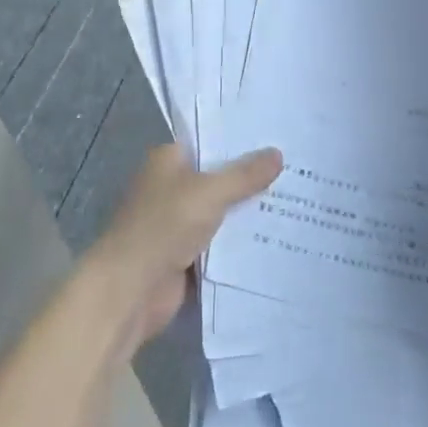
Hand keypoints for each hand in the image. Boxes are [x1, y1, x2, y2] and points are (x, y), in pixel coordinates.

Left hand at [84, 143, 282, 352]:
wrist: (130, 290)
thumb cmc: (163, 227)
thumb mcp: (210, 192)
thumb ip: (245, 175)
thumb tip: (278, 154)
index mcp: (168, 161)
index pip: (209, 141)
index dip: (241, 140)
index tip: (278, 136)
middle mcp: (172, 187)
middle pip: (219, 177)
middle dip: (253, 177)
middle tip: (296, 167)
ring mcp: (179, 223)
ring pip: (223, 211)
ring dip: (250, 211)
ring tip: (297, 198)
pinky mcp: (187, 255)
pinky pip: (222, 242)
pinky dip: (243, 241)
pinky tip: (278, 234)